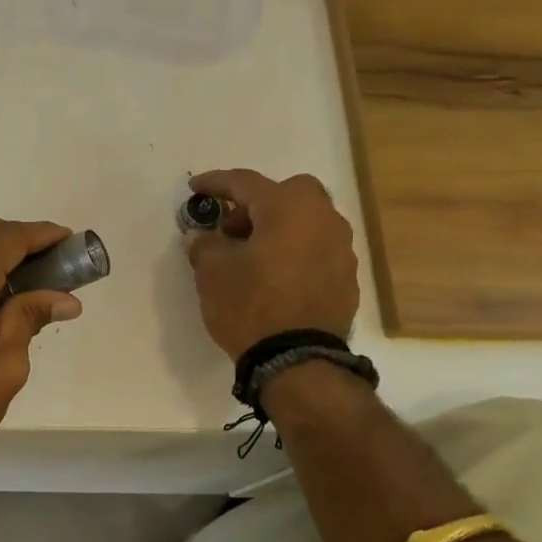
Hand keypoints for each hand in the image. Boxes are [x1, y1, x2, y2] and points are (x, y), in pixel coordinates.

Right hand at [184, 169, 359, 358]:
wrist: (297, 359)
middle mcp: (322, 219)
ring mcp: (341, 248)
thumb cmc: (250, 305)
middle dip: (258, 204)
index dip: (215, 183)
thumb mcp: (212, 273)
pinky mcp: (346, 277)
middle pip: (288, 194)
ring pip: (307, 221)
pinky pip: (316, 250)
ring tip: (252, 257)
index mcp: (288, 208)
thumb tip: (204, 236)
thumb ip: (205, 245)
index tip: (195, 187)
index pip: (245, 183)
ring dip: (279, 229)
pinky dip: (294, 253)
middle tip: (232, 229)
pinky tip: (275, 278)